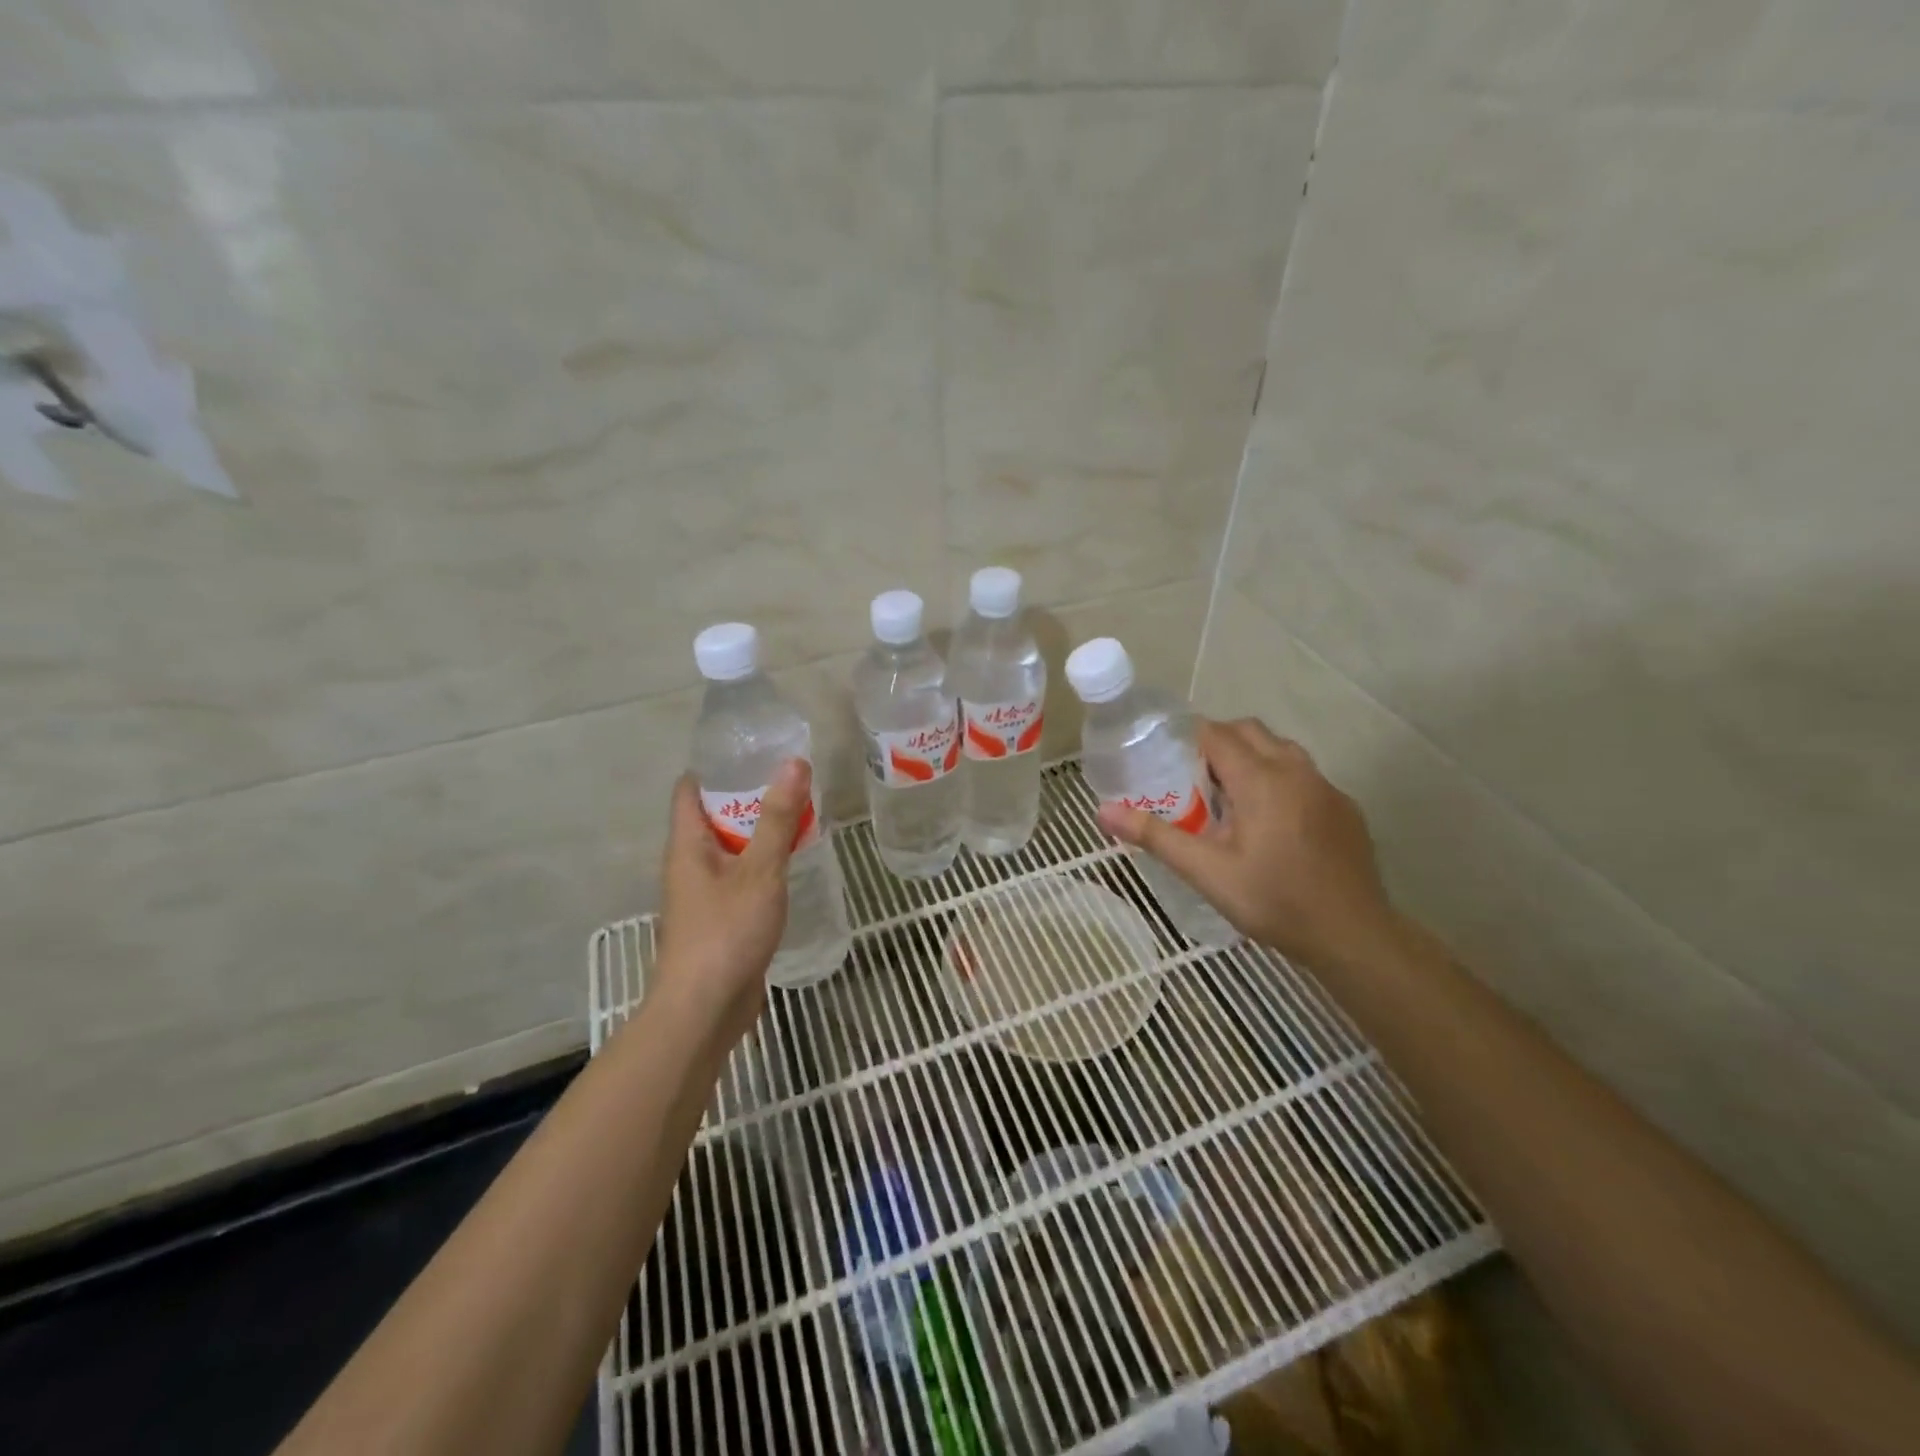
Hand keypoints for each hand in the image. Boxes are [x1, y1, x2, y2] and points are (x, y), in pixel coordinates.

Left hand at [653, 759, 810, 1049]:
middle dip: (748, 796)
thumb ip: (778, 819)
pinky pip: (740, 877)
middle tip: (790, 778)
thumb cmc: (726, 932)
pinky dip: (762, 863)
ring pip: (730, 849)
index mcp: (687, 845)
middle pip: (713, 816)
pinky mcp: (721, 918)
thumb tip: (793, 763)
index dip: (716, 766)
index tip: (754, 750)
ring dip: (758, 831)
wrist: (705, 1009)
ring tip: (798, 813)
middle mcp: (689, 864)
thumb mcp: (759, 871)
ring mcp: (703, 894)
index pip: (690, 789)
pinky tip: (791, 863)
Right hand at [1097, 718, 1391, 967]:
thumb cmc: (1274, 900)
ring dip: (1251, 758)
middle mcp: (1295, 770)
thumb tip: (1103, 812)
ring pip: (1280, 749)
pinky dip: (1278, 779)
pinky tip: (1271, 823)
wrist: (1353, 935)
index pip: (1216, 734)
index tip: (1165, 758)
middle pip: (1249, 731)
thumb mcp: (1206, 872)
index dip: (1187, 738)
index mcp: (1260, 779)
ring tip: (1229, 797)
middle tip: (1192, 778)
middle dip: (1218, 743)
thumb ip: (1155, 836)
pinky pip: (1304, 774)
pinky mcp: (1344, 807)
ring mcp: (1326, 787)